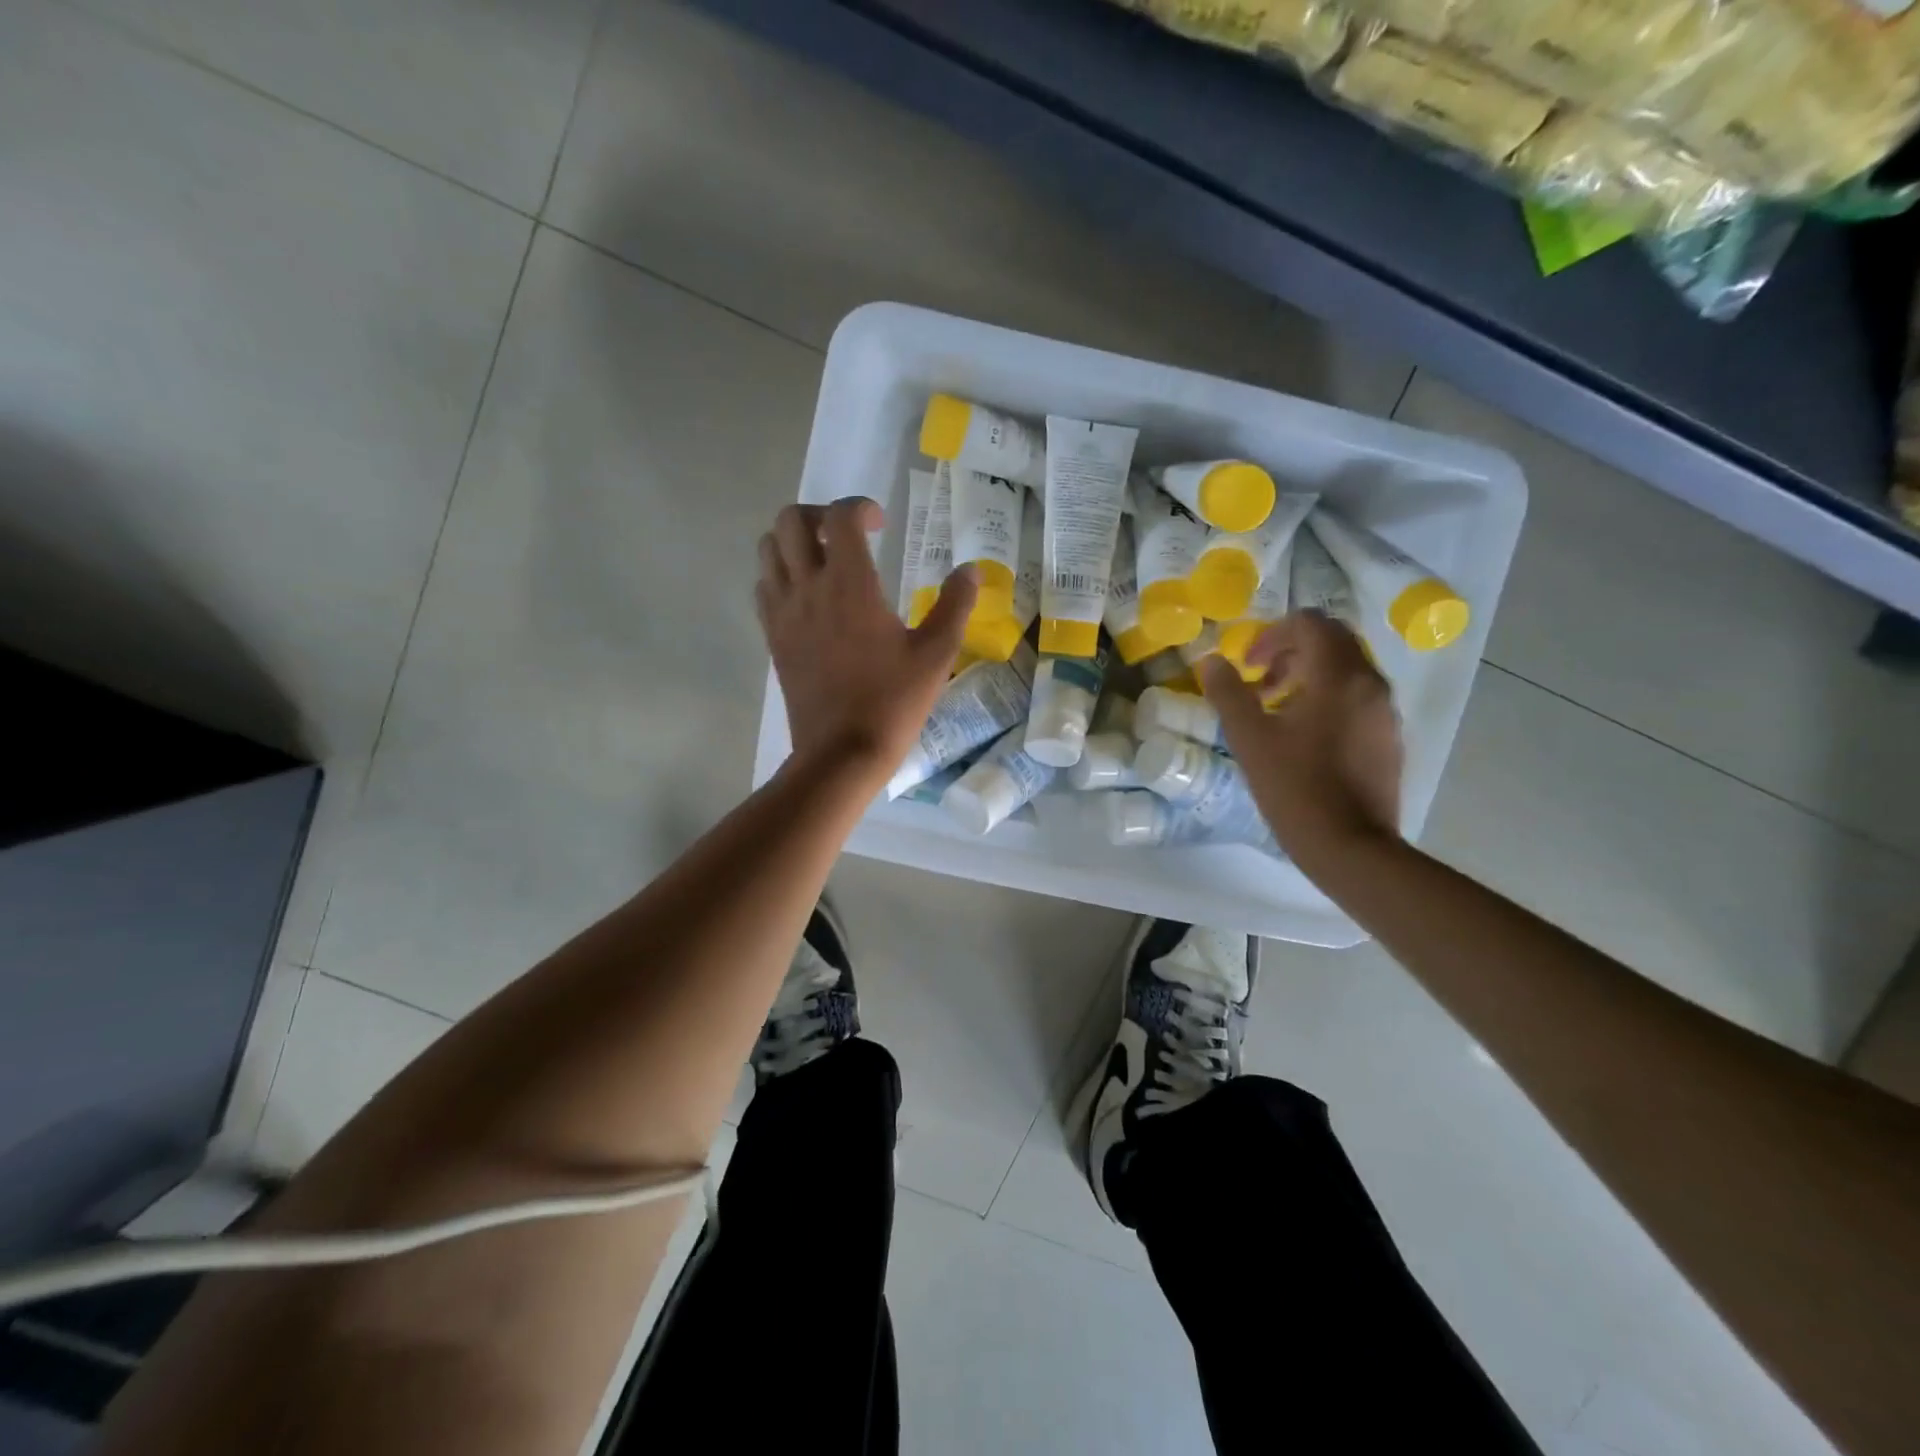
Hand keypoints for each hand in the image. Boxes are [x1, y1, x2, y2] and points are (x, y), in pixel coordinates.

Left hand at [757, 496, 978, 777]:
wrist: (842, 752)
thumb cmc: (893, 702)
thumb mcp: (936, 654)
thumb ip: (955, 605)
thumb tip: (970, 569)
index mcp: (850, 584)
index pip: (840, 517)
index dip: (859, 507)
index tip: (880, 524)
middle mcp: (808, 588)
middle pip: (790, 521)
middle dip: (818, 515)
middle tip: (847, 536)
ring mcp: (783, 613)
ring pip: (768, 550)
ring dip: (793, 542)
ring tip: (824, 561)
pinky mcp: (773, 638)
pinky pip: (763, 587)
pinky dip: (780, 575)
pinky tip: (808, 597)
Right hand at [1197, 612, 1402, 858]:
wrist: (1351, 847)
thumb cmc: (1295, 788)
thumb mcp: (1250, 739)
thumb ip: (1229, 693)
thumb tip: (1213, 661)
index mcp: (1338, 676)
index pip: (1311, 624)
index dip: (1273, 634)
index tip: (1249, 663)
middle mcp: (1371, 684)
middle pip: (1333, 642)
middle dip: (1292, 652)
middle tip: (1260, 681)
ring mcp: (1386, 712)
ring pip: (1347, 671)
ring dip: (1309, 676)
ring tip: (1276, 711)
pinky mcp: (1390, 738)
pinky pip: (1358, 699)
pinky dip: (1328, 699)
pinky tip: (1303, 737)